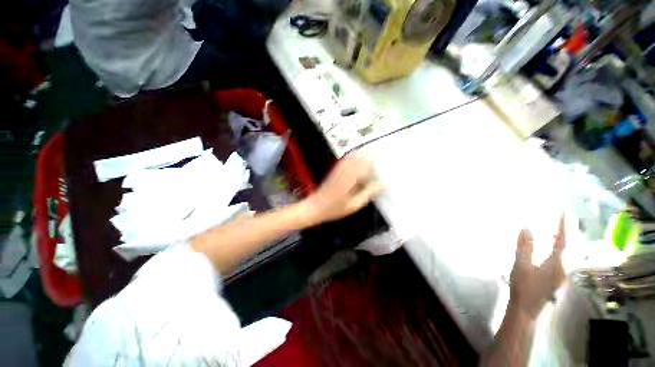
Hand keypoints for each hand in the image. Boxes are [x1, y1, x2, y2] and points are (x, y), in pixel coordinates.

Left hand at [304, 151, 384, 223]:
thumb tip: (383, 184)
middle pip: (359, 157)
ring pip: (352, 157)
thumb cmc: (335, 209)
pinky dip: (353, 156)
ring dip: (362, 153)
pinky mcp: (335, 171)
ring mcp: (338, 170)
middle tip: (380, 150)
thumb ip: (368, 193)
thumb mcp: (354, 205)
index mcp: (349, 179)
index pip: (365, 164)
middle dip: (369, 153)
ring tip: (371, 150)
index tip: (383, 154)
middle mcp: (344, 171)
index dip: (375, 158)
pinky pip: (345, 160)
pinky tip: (358, 154)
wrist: (315, 207)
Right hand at [509, 214, 565, 319]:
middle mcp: (563, 267)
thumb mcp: (521, 265)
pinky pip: (559, 258)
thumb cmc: (523, 286)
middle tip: (561, 216)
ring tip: (555, 229)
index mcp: (556, 263)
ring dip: (561, 239)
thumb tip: (527, 226)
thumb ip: (525, 246)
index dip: (563, 224)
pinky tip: (549, 248)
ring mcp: (560, 274)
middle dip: (566, 230)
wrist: (526, 309)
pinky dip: (556, 248)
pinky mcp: (555, 278)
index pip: (561, 239)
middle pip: (567, 245)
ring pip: (564, 253)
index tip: (563, 209)